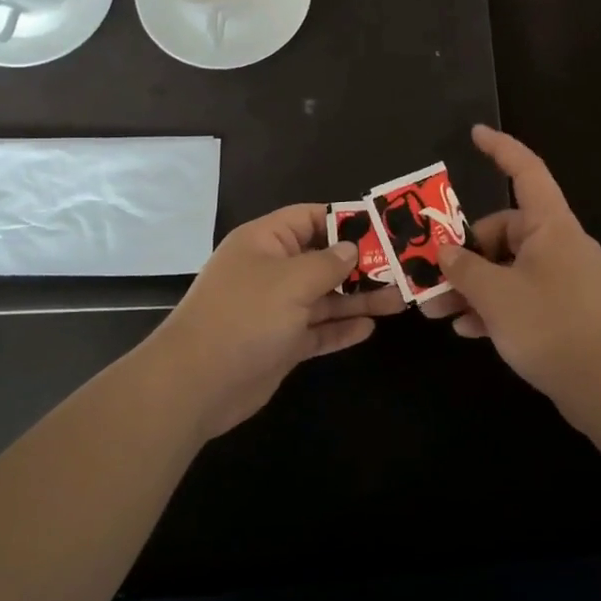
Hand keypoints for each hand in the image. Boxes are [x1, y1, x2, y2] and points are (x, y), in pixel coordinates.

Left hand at [146, 205, 404, 438]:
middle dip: (360, 264)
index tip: (384, 227)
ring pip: (324, 297)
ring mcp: (276, 309)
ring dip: (358, 298)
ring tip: (399, 299)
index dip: (346, 220)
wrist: (198, 383)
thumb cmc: (245, 316)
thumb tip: (350, 248)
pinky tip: (369, 328)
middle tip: (402, 268)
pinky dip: (340, 329)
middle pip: (322, 259)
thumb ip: (327, 263)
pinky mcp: (280, 344)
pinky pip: (317, 330)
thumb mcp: (291, 280)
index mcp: (265, 242)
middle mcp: (271, 271)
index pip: (310, 218)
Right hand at [423, 126, 600, 405]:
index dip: (501, 149)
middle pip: (503, 231)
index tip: (475, 133)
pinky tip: (468, 331)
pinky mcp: (564, 310)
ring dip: (472, 286)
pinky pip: (520, 296)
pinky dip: (493, 308)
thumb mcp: (496, 294)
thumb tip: (444, 253)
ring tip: (438, 311)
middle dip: (463, 254)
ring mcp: (563, 279)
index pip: (526, 172)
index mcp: (551, 226)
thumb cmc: (552, 326)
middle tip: (431, 278)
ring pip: (507, 268)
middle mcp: (559, 245)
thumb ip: (463, 268)